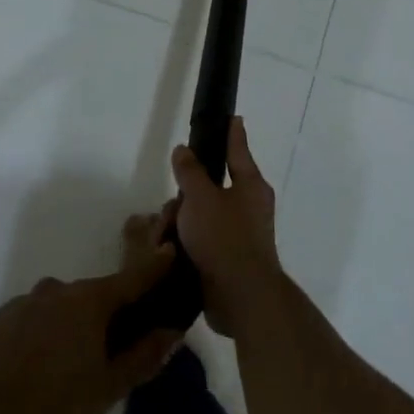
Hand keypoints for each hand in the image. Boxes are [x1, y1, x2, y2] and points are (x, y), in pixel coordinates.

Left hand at [0, 245, 182, 413]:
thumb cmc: (48, 406)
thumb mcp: (105, 390)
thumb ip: (141, 358)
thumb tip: (172, 331)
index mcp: (88, 302)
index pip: (131, 278)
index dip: (153, 268)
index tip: (169, 253)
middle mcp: (55, 291)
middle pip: (92, 298)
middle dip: (106, 317)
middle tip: (110, 353)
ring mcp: (20, 304)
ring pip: (57, 311)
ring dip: (68, 330)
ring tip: (64, 373)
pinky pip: (28, 324)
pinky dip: (37, 339)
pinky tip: (29, 374)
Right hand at [170, 117, 285, 337]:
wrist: (240, 296)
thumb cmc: (224, 237)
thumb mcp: (200, 197)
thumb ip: (190, 171)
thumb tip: (183, 150)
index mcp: (250, 185)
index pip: (238, 149)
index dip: (232, 133)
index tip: (233, 117)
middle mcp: (248, 206)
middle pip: (209, 187)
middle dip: (184, 196)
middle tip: (172, 207)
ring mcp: (237, 234)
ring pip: (199, 215)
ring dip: (178, 223)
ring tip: (164, 239)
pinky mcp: (225, 257)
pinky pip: (199, 239)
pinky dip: (183, 242)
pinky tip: (168, 252)